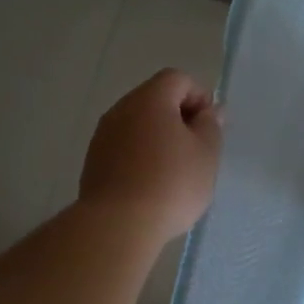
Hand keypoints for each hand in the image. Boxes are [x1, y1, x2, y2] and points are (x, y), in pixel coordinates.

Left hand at [80, 69, 222, 242]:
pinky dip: (139, 156)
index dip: (199, 97)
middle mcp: (121, 109)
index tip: (209, 128)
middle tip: (195, 150)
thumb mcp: (206, 154)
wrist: (118, 224)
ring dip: (157, 139)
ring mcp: (102, 136)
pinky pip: (123, 147)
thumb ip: (211, 126)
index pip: (177, 79)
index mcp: (150, 99)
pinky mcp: (93, 162)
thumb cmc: (171, 184)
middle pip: (154, 99)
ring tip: (173, 172)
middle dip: (178, 118)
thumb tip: (210, 111)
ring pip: (137, 125)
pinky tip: (150, 185)